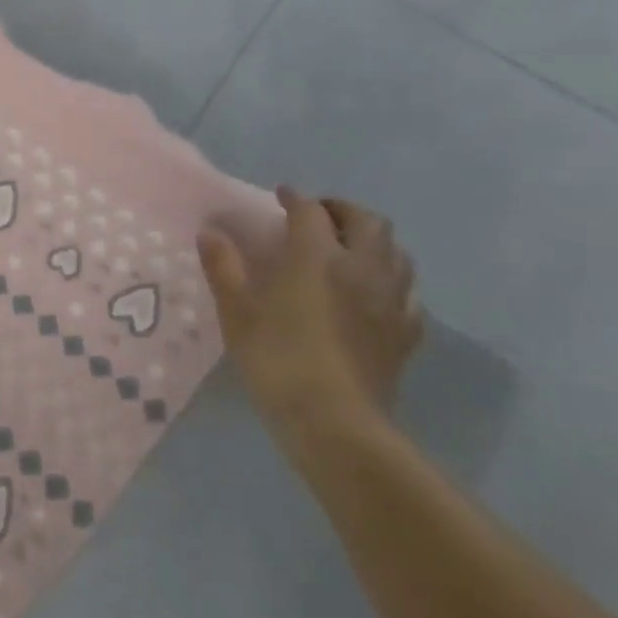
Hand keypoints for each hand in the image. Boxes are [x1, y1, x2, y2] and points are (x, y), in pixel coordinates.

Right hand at [197, 187, 422, 455]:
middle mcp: (362, 268)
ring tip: (349, 250)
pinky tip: (373, 296)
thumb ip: (223, 266)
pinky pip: (407, 294)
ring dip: (373, 242)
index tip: (281, 196)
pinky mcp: (406, 333)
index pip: (311, 212)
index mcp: (318, 256)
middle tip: (319, 216)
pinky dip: (390, 282)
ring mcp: (391, 301)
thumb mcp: (236, 311)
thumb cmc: (277, 358)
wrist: (334, 421)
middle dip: (343, 211)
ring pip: (397, 254)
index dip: (295, 199)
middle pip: (368, 223)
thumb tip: (211, 232)